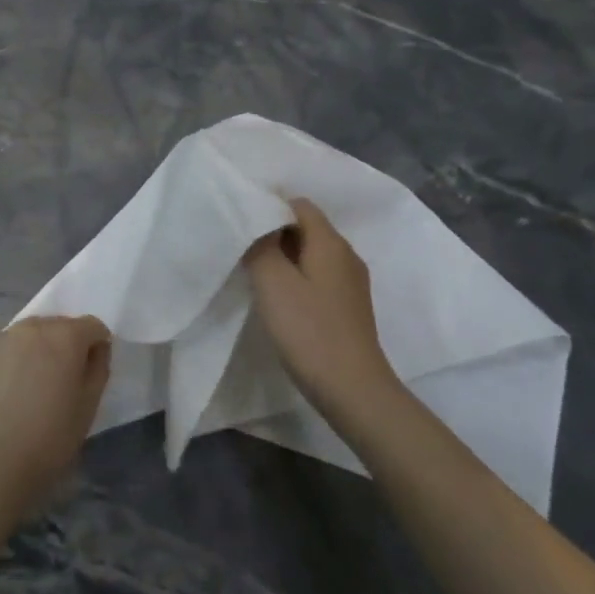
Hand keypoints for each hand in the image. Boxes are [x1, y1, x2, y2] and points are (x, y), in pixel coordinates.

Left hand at [0, 316, 111, 511]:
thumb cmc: (50, 438)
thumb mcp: (89, 406)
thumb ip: (98, 368)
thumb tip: (96, 349)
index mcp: (65, 336)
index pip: (92, 326)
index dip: (96, 346)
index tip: (90, 371)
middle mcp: (32, 327)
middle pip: (58, 325)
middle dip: (65, 345)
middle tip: (61, 380)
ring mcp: (0, 339)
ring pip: (28, 335)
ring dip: (36, 350)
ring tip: (31, 385)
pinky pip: (3, 349)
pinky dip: (10, 361)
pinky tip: (6, 392)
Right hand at [244, 199, 400, 412]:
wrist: (353, 388)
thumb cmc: (310, 331)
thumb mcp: (273, 284)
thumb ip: (260, 247)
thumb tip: (257, 225)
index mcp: (330, 242)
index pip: (299, 205)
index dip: (269, 207)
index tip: (241, 224)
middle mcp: (346, 255)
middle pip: (307, 228)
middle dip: (274, 233)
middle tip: (242, 249)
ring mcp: (351, 283)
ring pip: (312, 255)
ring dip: (284, 258)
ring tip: (256, 274)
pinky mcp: (349, 307)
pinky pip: (319, 278)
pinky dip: (297, 279)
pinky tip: (280, 300)